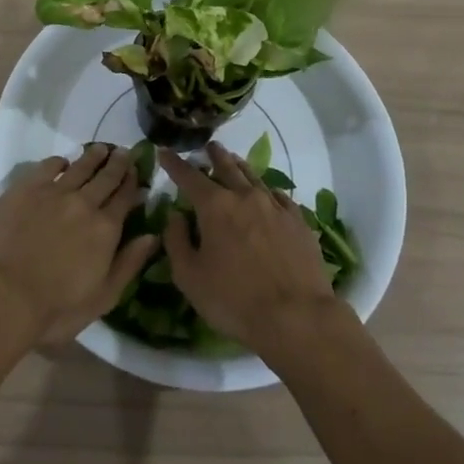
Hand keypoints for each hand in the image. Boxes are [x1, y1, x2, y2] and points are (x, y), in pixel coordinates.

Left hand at [0, 142, 157, 346]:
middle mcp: (84, 203)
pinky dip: (59, 161)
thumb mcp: (104, 296)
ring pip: (79, 167)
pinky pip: (48, 166)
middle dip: (117, 163)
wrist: (5, 294)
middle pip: (105, 177)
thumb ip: (129, 263)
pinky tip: (62, 161)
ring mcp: (54, 192)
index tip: (138, 170)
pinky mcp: (27, 188)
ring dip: (92, 156)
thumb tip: (152, 235)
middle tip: (124, 151)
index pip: (124, 198)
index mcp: (105, 228)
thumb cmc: (57, 307)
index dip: (132, 183)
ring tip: (100, 148)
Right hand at [160, 142, 341, 364]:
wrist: (296, 316)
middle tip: (209, 146)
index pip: (189, 177)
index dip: (175, 164)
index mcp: (214, 207)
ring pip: (254, 177)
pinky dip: (268, 190)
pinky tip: (269, 193)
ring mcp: (275, 207)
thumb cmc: (234, 300)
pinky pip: (280, 197)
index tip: (165, 151)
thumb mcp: (190, 277)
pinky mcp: (298, 221)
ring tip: (234, 159)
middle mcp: (244, 197)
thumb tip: (176, 216)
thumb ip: (177, 242)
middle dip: (214, 155)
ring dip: (240, 166)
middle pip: (227, 167)